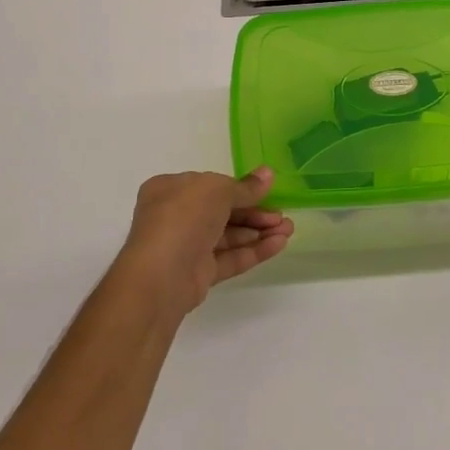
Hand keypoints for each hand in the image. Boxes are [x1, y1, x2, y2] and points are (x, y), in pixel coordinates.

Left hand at [115, 167, 294, 315]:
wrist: (161, 275)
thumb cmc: (183, 217)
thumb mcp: (217, 190)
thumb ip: (245, 186)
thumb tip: (268, 174)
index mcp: (170, 189)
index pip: (211, 186)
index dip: (240, 188)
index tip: (267, 191)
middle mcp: (176, 216)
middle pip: (223, 212)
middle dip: (255, 212)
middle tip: (283, 216)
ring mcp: (187, 246)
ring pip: (229, 236)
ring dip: (259, 231)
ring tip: (288, 229)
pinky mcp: (199, 273)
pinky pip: (229, 257)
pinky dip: (253, 251)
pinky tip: (279, 244)